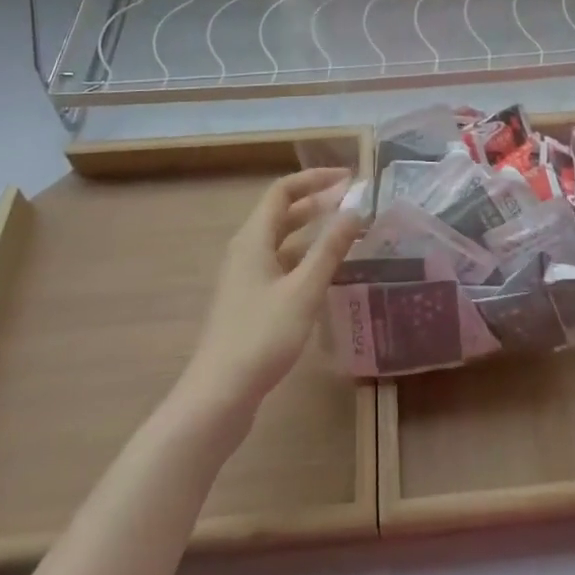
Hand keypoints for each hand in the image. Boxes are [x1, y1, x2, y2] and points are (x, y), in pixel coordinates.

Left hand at [181, 168, 363, 415]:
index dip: (315, 179)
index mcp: (253, 239)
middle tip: (355, 204)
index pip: (283, 191)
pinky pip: (282, 265)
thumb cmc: (261, 336)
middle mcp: (247, 251)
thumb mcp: (303, 290)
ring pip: (284, 241)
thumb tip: (355, 209)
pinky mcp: (250, 301)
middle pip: (283, 214)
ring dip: (314, 232)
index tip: (349, 179)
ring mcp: (246, 278)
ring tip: (349, 234)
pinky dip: (306, 258)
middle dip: (318, 203)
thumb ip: (330, 249)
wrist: (219, 395)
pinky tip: (329, 272)